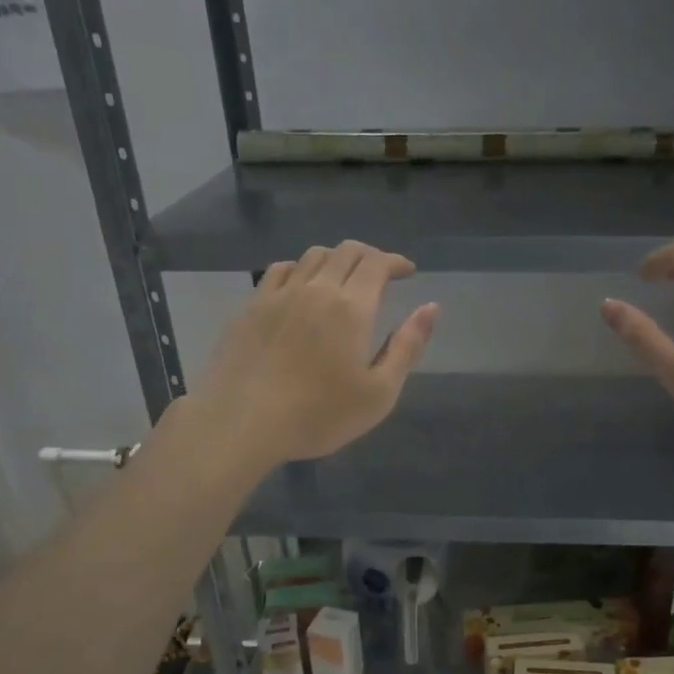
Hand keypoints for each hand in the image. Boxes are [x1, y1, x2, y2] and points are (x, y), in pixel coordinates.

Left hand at [194, 241, 437, 466]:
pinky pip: (280, 270)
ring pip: (312, 256)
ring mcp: (278, 294)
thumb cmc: (319, 415)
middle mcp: (316, 288)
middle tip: (381, 274)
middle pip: (345, 251)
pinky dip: (300, 269)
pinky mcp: (251, 307)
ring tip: (344, 278)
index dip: (395, 261)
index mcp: (351, 307)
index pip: (377, 263)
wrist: (242, 423)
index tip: (407, 271)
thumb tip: (431, 308)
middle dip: (370, 255)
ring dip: (336, 259)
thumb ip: (407, 347)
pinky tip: (302, 286)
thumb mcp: (379, 392)